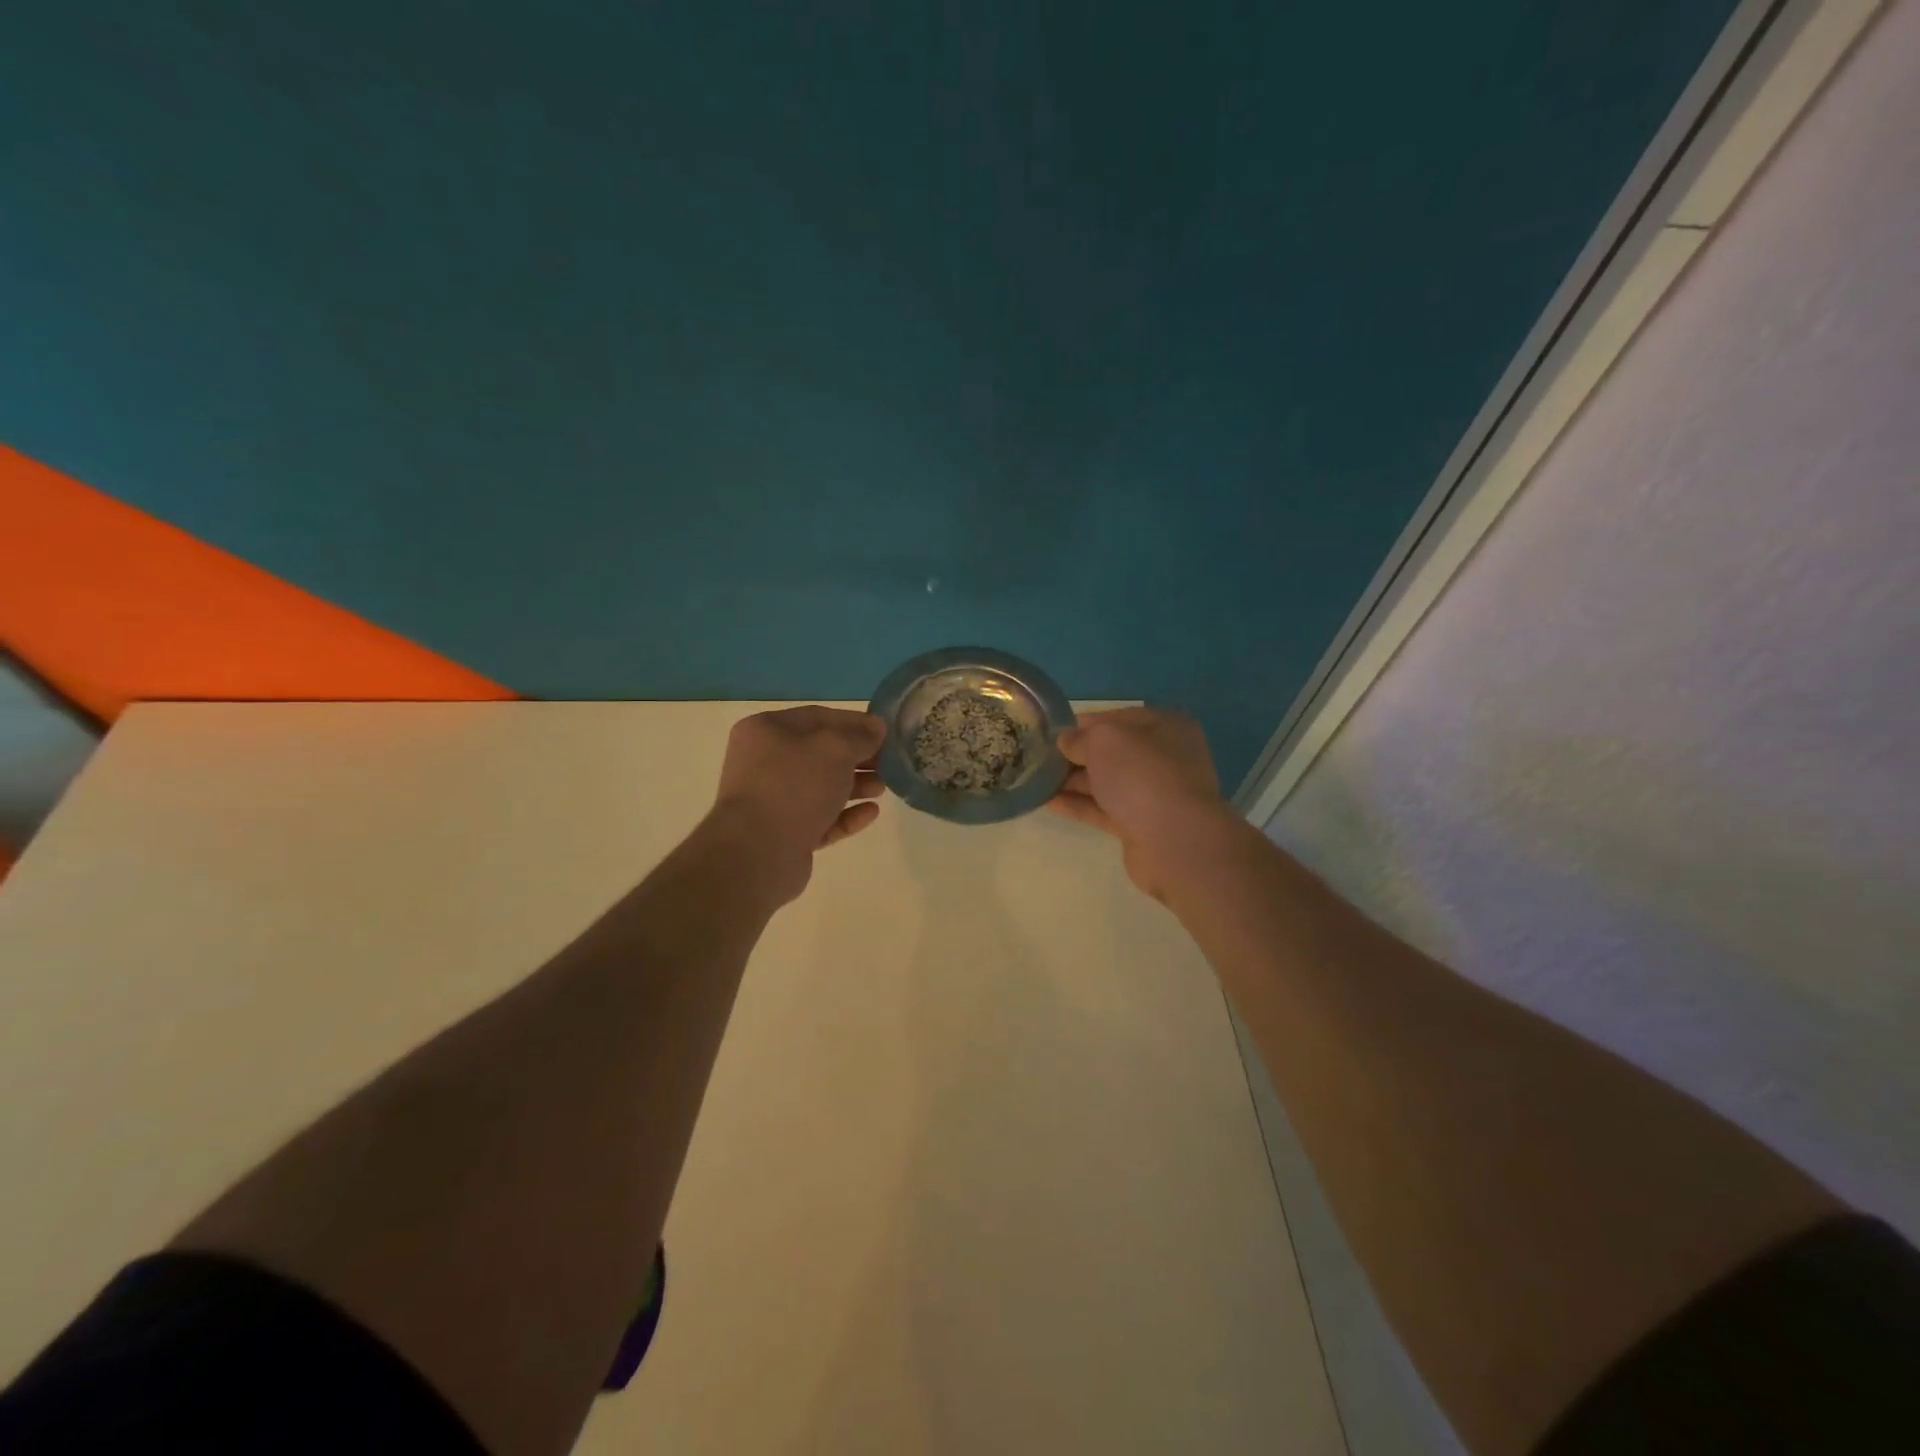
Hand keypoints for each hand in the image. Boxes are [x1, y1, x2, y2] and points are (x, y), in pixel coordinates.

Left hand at [709, 707, 886, 902]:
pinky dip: (845, 814)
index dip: (855, 722)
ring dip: (855, 785)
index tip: (885, 731)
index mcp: (766, 730)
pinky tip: (871, 813)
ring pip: (821, 787)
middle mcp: (764, 762)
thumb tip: (876, 729)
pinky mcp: (784, 834)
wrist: (757, 852)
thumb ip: (859, 736)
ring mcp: (772, 800)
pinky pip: (821, 819)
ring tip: (883, 788)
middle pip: (820, 753)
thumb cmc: (793, 786)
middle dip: (857, 757)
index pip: (818, 717)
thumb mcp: (835, 749)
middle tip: (888, 762)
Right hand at [1049, 707, 1236, 901]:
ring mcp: (1154, 794)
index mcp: (1165, 727)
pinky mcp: (1141, 825)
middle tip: (1040, 757)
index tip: (1053, 731)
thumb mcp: (1104, 740)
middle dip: (1077, 754)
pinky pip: (1104, 809)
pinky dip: (1078, 805)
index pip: (1119, 718)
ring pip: (1107, 782)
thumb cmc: (1142, 774)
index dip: (1085, 723)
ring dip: (1073, 780)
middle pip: (1113, 752)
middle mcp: (1164, 758)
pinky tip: (1048, 802)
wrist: (1174, 840)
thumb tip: (1066, 741)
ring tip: (1036, 779)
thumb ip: (1080, 738)